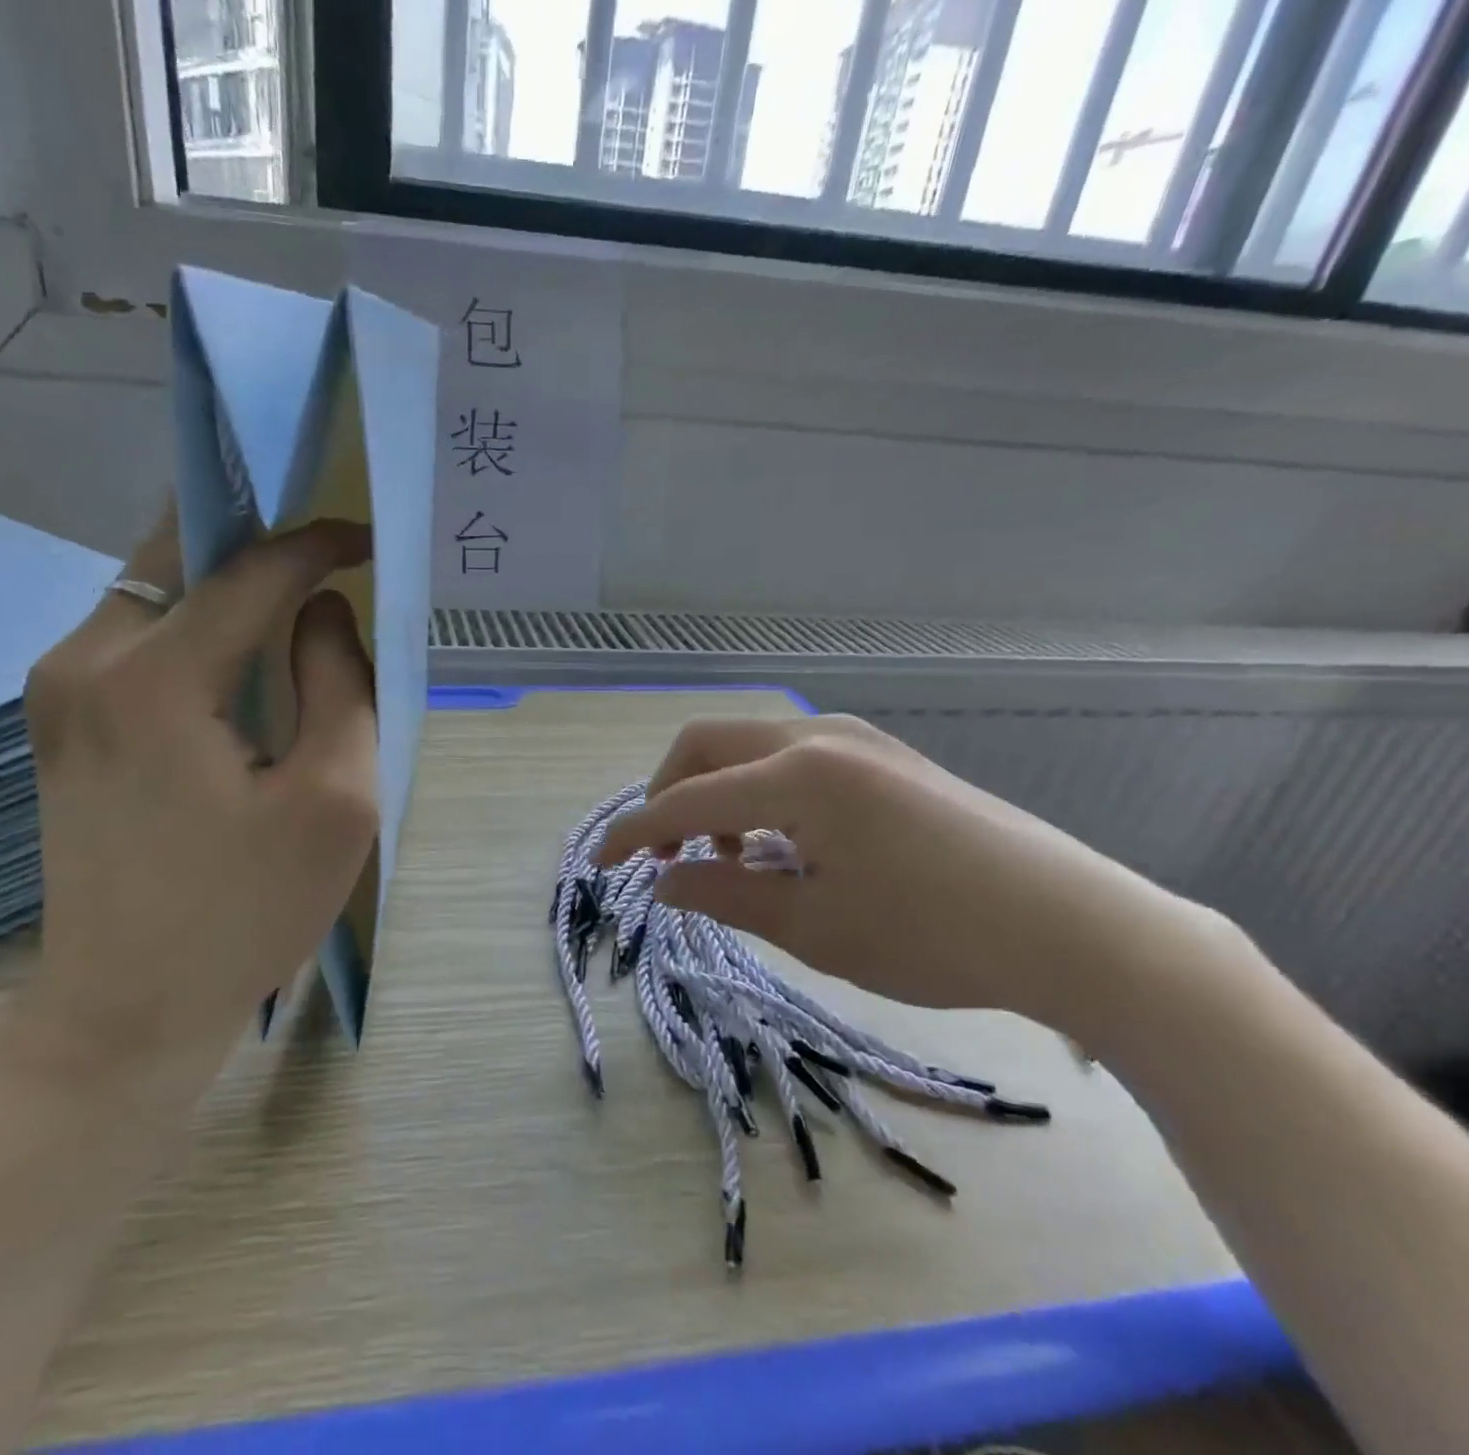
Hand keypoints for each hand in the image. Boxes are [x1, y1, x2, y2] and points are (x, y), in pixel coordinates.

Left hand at [13, 504, 377, 1086]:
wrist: (127, 1009)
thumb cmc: (246, 911)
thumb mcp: (335, 799)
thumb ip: (342, 683)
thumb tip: (324, 611)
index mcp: (154, 678)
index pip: (250, 570)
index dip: (317, 543)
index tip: (369, 540)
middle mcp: (85, 659)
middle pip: (180, 552)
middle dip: (258, 536)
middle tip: (325, 546)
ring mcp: (58, 688)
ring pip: (153, 588)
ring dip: (225, 580)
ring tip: (293, 594)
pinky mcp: (60, 720)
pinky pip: (136, 634)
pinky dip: (196, 621)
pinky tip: (240, 654)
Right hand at [594, 716, 1235, 1045]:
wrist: (1075, 927)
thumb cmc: (935, 937)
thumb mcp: (814, 928)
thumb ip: (724, 896)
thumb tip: (662, 883)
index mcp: (797, 777)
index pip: (686, 800)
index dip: (635, 833)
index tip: (601, 864)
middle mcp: (818, 738)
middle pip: (706, 744)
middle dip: (669, 795)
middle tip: (670, 858)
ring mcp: (856, 739)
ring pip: (749, 744)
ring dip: (716, 792)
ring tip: (731, 860)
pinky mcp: (883, 755)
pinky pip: (791, 755)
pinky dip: (760, 791)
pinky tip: (784, 843)